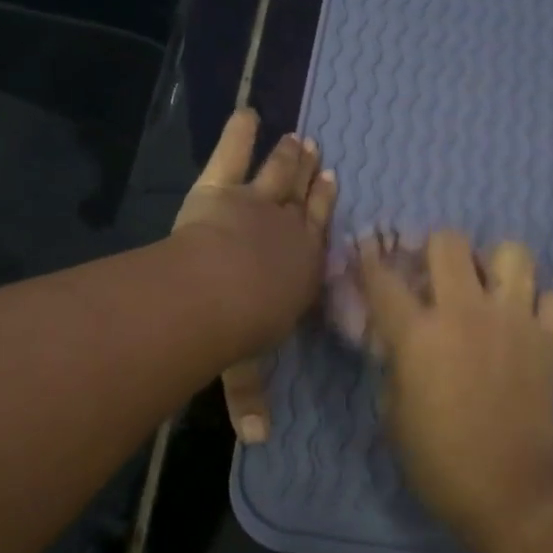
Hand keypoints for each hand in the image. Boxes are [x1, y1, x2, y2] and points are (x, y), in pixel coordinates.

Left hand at [174, 108, 336, 442]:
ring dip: (287, 156)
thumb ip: (251, 399)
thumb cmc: (241, 333)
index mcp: (302, 270)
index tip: (333, 184)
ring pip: (277, 174)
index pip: (319, 237)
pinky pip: (232, 154)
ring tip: (296, 137)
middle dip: (311, 178)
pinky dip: (238, 132)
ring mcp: (256, 205)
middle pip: (304, 200)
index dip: (325, 211)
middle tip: (318, 155)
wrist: (219, 293)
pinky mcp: (221, 188)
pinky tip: (246, 111)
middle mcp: (288, 232)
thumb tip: (257, 441)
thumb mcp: (247, 369)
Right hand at [359, 232, 552, 552]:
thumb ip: (394, 364)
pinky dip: (538, 301)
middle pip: (449, 242)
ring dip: (494, 264)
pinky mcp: (551, 338)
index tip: (366, 253)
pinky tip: (524, 319)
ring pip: (512, 252)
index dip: (368, 260)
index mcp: (418, 334)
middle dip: (433, 249)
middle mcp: (466, 311)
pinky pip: (552, 295)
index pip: (383, 278)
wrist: (511, 492)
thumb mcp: (393, 413)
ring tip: (487, 287)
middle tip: (433, 271)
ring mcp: (515, 319)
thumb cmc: (438, 460)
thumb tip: (397, 339)